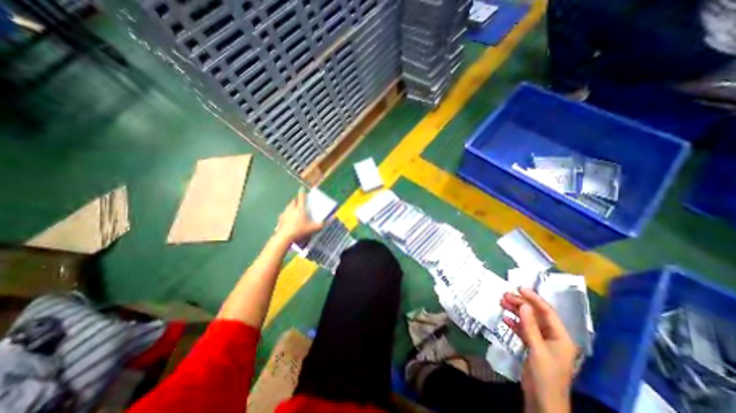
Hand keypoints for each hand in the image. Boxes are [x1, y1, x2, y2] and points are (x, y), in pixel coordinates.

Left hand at [274, 192, 322, 242]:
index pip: (301, 198)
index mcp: (300, 209)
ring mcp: (285, 213)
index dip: (302, 192)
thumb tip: (328, 222)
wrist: (284, 237)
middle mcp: (292, 209)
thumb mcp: (312, 228)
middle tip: (299, 201)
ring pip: (288, 206)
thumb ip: (320, 225)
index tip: (302, 188)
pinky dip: (287, 214)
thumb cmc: (299, 230)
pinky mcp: (280, 219)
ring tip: (294, 210)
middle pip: (294, 201)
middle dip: (296, 200)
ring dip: (291, 206)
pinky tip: (288, 219)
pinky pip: (284, 214)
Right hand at [500, 287, 580, 412]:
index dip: (534, 299)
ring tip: (501, 302)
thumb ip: (530, 326)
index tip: (519, 288)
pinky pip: (523, 330)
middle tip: (504, 295)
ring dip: (516, 311)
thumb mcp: (537, 349)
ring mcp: (542, 342)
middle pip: (536, 315)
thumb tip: (523, 304)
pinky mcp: (533, 347)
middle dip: (521, 304)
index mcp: (561, 337)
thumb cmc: (545, 376)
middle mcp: (553, 337)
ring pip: (528, 321)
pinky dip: (514, 323)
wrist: (543, 402)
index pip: (547, 312)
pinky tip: (505, 318)